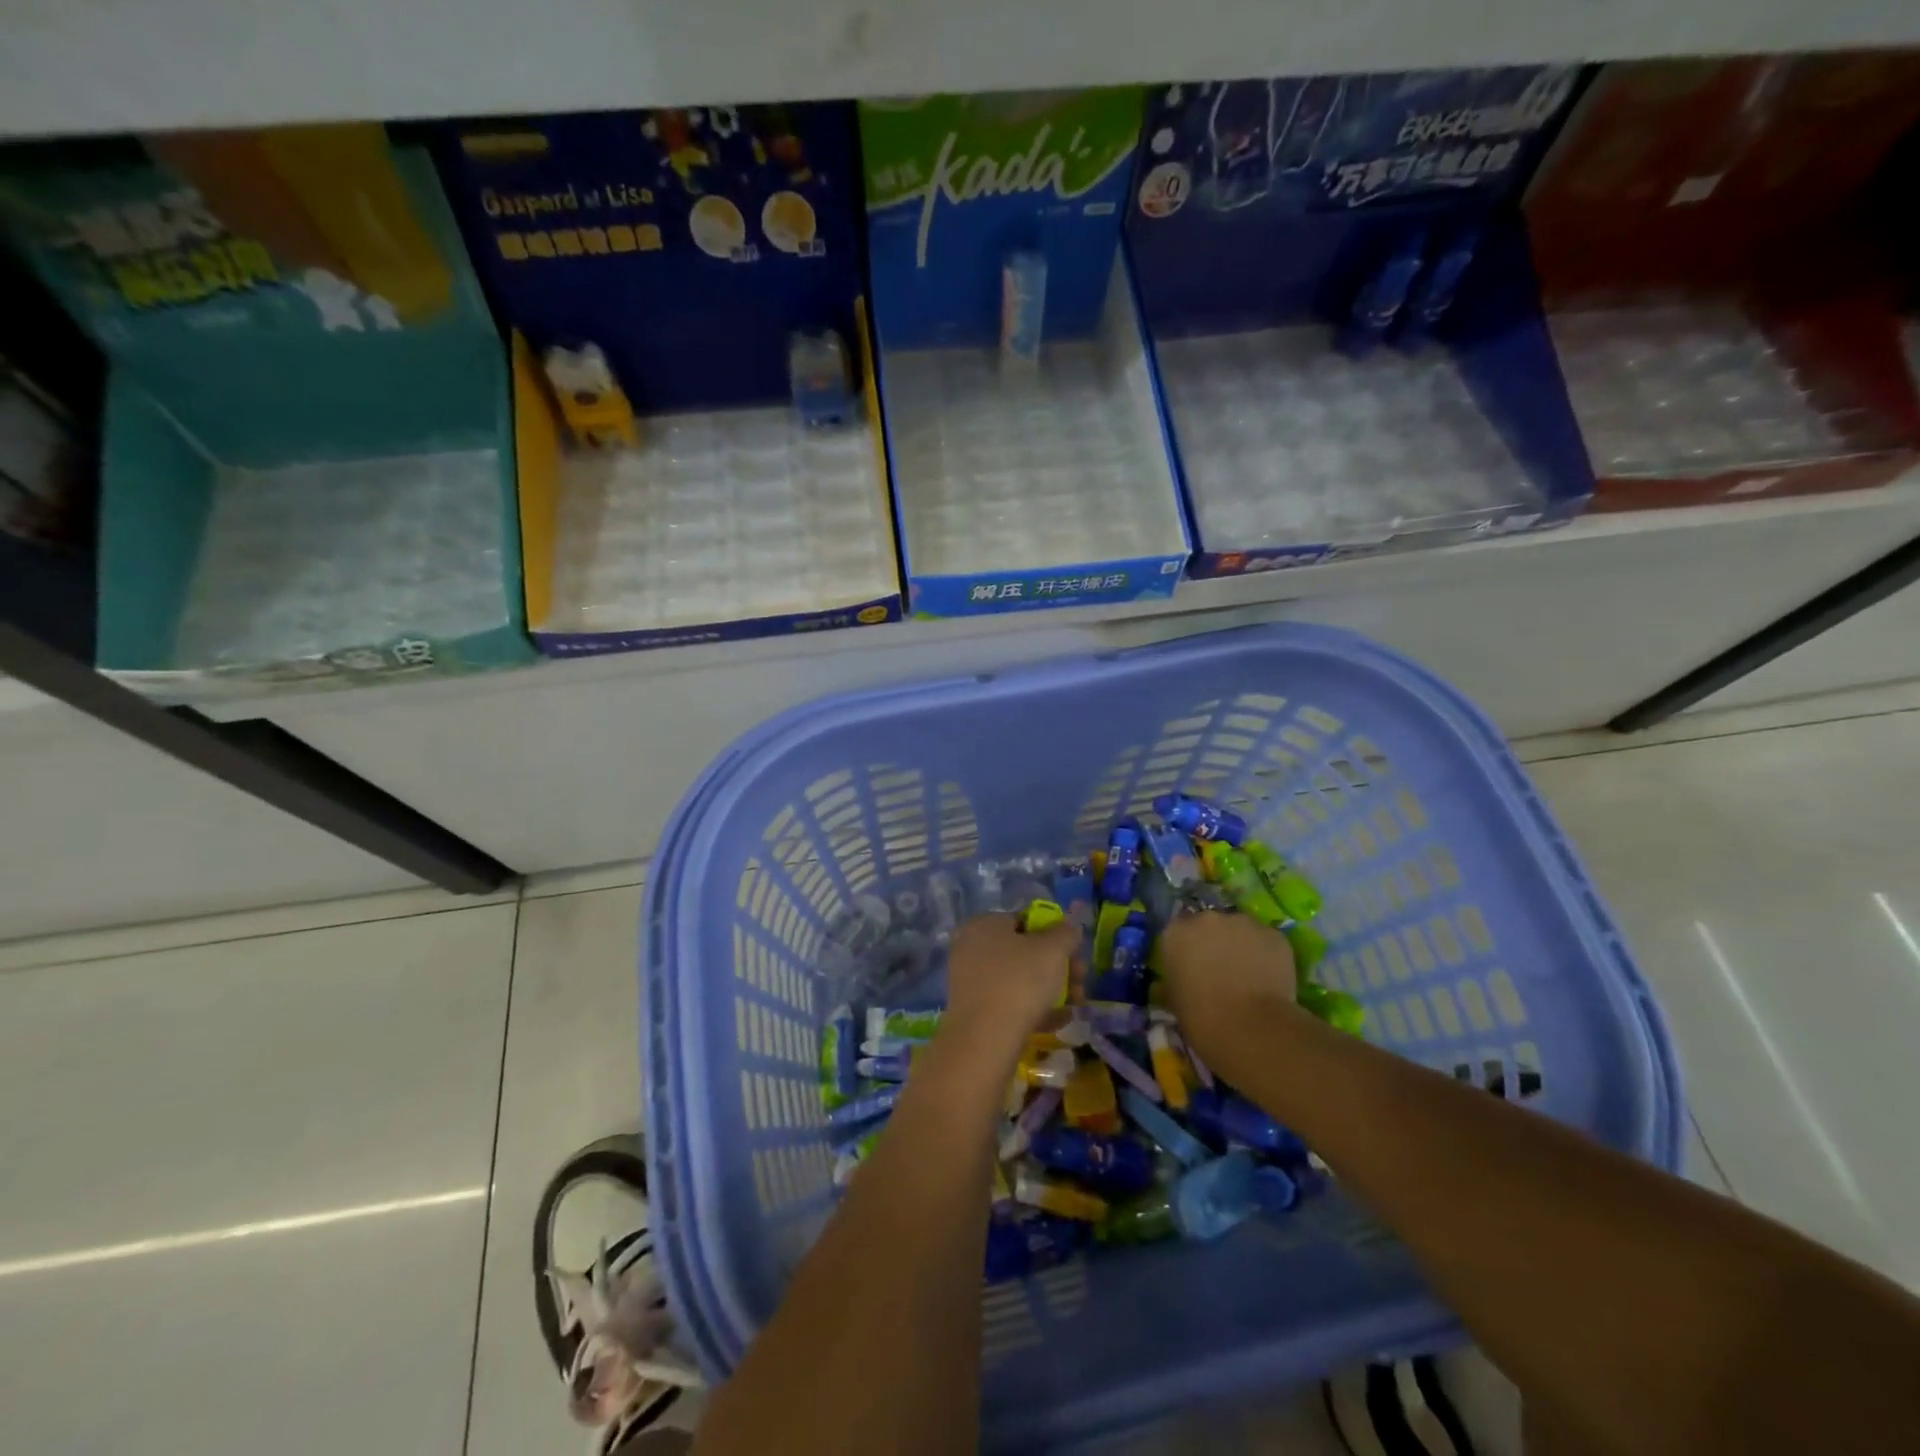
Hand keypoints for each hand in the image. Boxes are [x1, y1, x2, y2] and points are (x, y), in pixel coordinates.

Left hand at [939, 913, 1078, 1064]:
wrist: (986, 1040)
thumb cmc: (1020, 982)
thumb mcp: (1053, 950)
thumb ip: (1065, 933)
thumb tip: (1070, 926)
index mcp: (984, 924)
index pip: (1024, 921)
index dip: (1054, 935)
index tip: (1075, 955)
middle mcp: (971, 948)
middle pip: (1024, 952)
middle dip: (1058, 967)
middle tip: (1080, 983)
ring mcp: (970, 981)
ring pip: (1019, 979)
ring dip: (1051, 989)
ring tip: (1075, 1005)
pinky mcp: (974, 1011)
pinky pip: (1009, 1002)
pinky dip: (1034, 1008)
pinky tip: (1058, 1021)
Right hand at [1159, 912, 1299, 1063]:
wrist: (1250, 1027)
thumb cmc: (1201, 1018)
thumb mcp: (1175, 998)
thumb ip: (1179, 976)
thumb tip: (1187, 976)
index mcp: (1176, 933)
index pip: (1179, 930)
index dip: (1188, 947)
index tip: (1193, 965)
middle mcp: (1207, 919)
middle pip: (1210, 924)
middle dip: (1215, 941)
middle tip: (1222, 968)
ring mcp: (1242, 922)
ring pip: (1241, 929)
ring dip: (1241, 945)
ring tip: (1249, 974)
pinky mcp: (1273, 934)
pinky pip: (1266, 941)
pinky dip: (1267, 955)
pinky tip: (1269, 978)